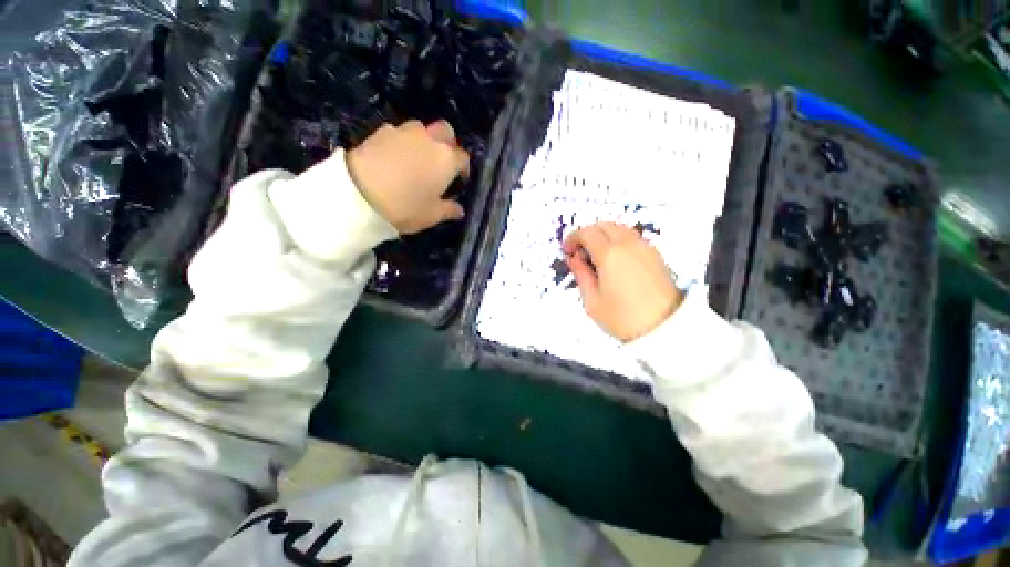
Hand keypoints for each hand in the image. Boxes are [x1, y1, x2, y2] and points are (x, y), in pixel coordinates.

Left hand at [346, 120, 469, 233]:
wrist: (358, 194)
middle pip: (445, 131)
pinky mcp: (381, 132)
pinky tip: (395, 157)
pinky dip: (401, 142)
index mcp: (446, 159)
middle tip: (442, 162)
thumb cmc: (405, 207)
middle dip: (447, 143)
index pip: (463, 157)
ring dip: (424, 140)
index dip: (463, 168)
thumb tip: (459, 209)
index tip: (459, 180)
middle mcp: (429, 140)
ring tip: (417, 158)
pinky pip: (398, 132)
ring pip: (421, 128)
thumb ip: (449, 210)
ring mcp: (404, 132)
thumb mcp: (432, 215)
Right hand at [563, 222, 682, 341]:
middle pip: (603, 225)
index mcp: (609, 254)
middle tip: (579, 253)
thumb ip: (581, 274)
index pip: (587, 233)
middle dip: (587, 234)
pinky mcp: (655, 254)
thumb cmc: (622, 317)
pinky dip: (617, 240)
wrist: (664, 329)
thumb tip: (574, 259)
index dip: (572, 238)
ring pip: (618, 228)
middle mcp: (628, 244)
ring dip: (602, 235)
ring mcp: (644, 247)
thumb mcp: (592, 300)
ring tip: (595, 256)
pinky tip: (613, 260)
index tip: (566, 251)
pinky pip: (631, 237)